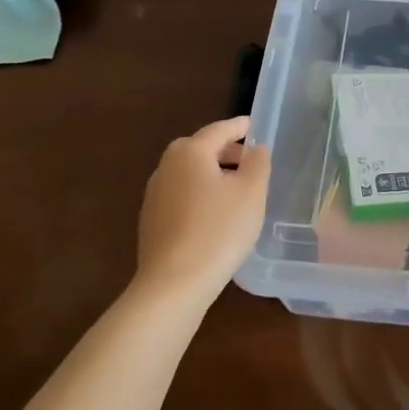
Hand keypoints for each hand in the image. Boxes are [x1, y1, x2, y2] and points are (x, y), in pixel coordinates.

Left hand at [134, 116, 270, 305]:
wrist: (174, 284)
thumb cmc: (219, 230)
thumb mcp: (252, 192)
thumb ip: (258, 163)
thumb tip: (255, 149)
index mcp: (190, 152)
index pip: (219, 129)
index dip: (240, 127)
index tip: (253, 125)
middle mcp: (167, 167)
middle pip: (200, 149)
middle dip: (225, 151)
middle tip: (249, 160)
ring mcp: (154, 195)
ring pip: (189, 173)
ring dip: (211, 174)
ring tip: (235, 190)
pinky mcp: (151, 221)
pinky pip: (180, 195)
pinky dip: (199, 194)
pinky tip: (214, 215)